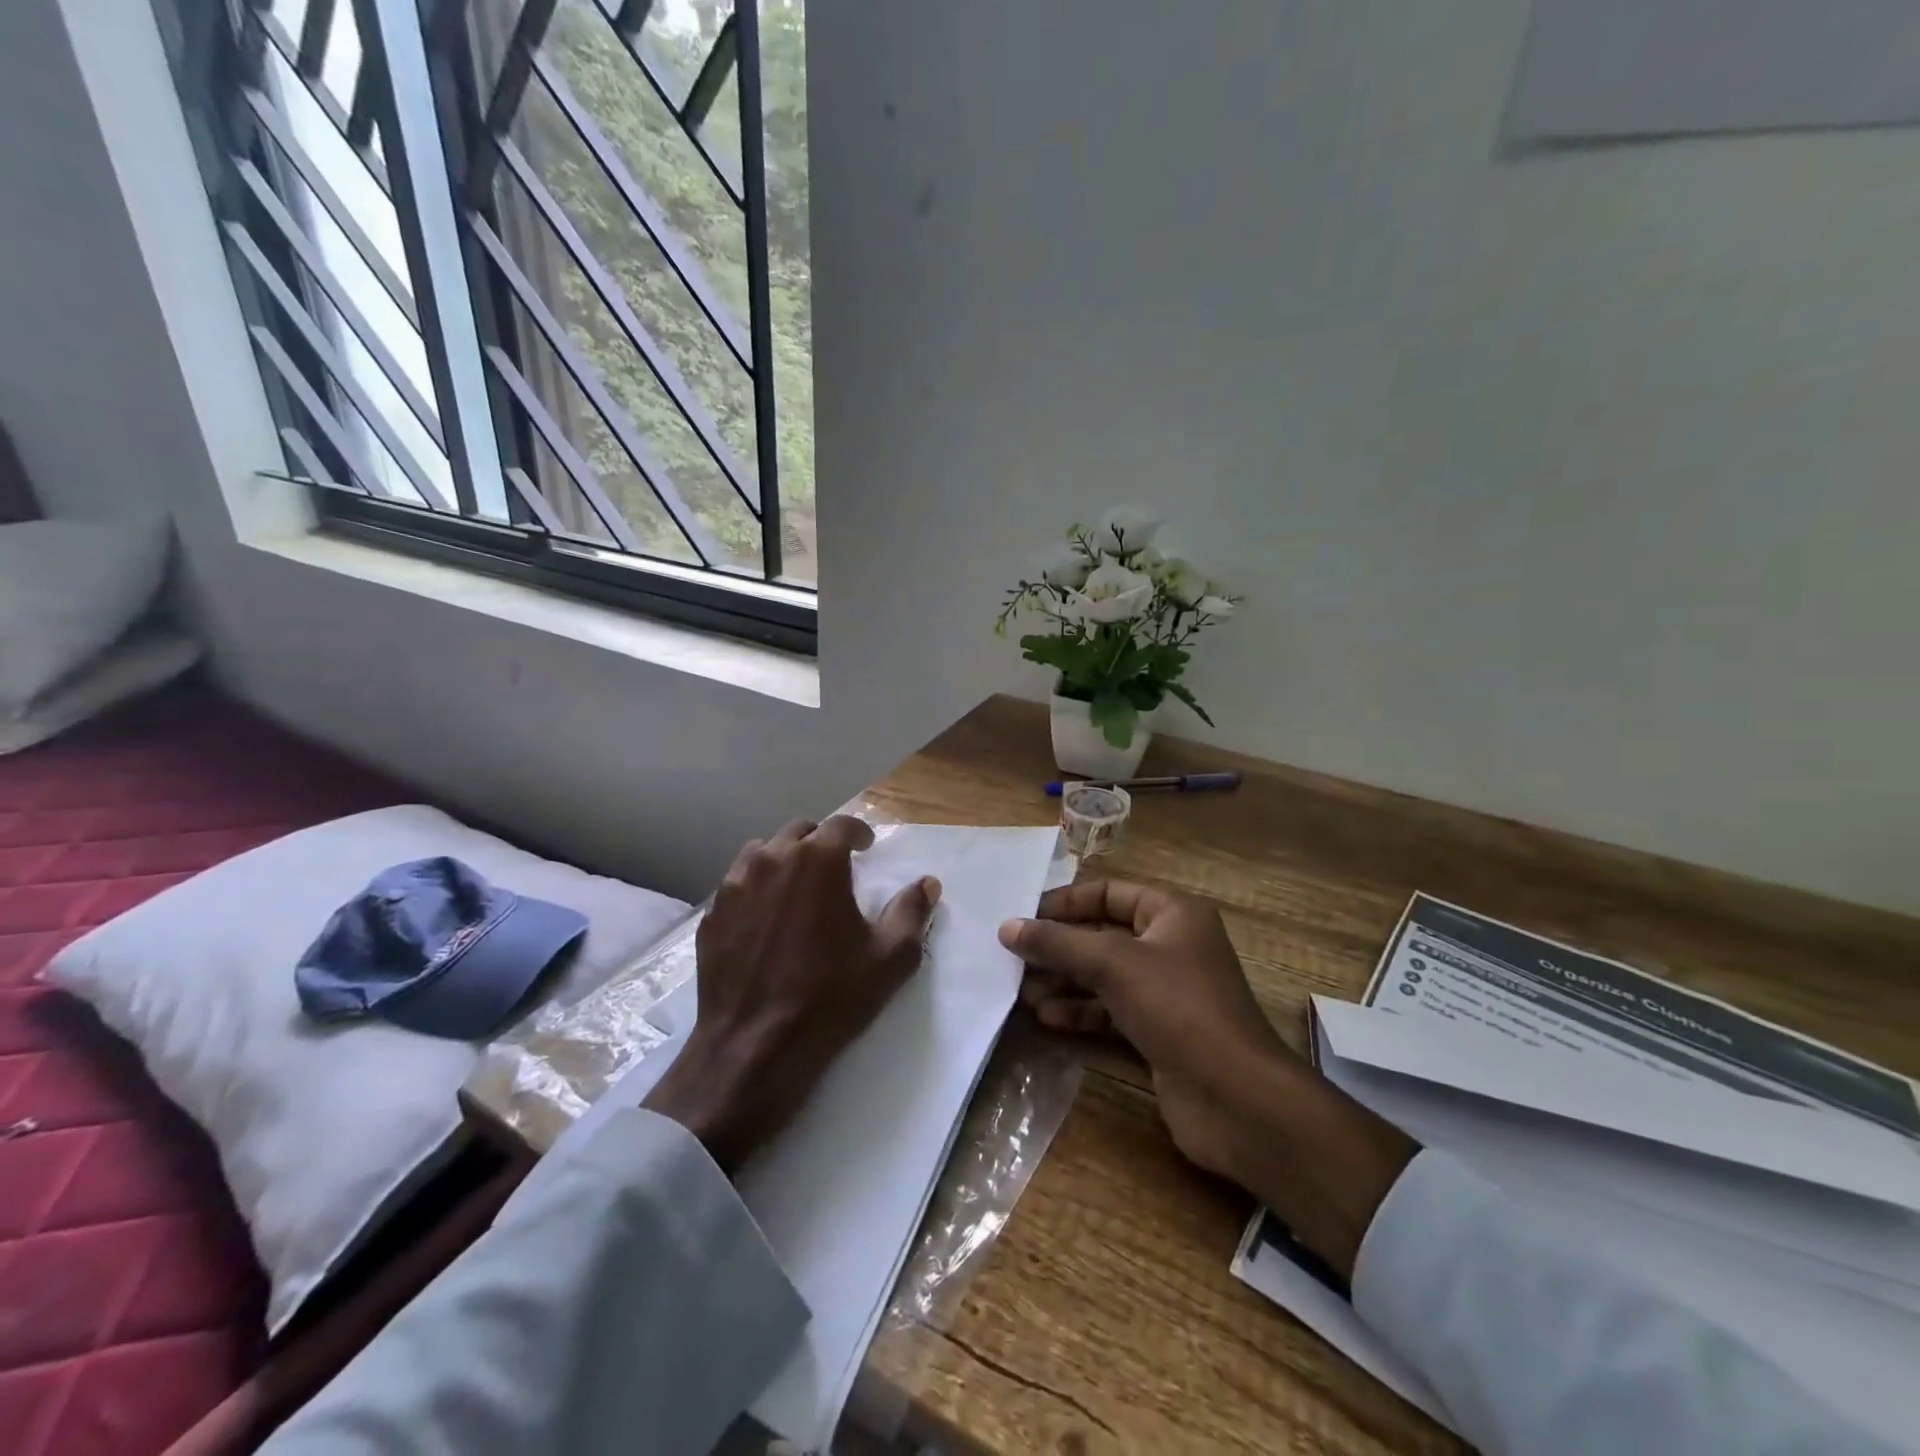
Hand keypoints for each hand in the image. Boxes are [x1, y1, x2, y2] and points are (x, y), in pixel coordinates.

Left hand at [644, 816, 940, 1173]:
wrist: (755, 1047)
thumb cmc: (831, 997)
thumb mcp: (890, 958)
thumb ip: (912, 912)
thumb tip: (927, 883)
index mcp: (817, 861)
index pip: (841, 824)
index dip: (858, 832)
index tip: (867, 847)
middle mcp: (772, 860)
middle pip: (799, 832)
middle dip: (820, 842)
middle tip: (835, 867)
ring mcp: (735, 886)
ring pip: (762, 853)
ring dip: (784, 859)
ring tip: (797, 887)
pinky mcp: (712, 915)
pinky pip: (737, 884)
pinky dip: (756, 887)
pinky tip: (765, 918)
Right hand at [1001, 881, 1416, 1279]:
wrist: (1236, 1098)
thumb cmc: (1178, 1008)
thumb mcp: (1113, 964)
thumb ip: (1058, 943)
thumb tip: (1008, 927)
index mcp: (1173, 914)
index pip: (1109, 893)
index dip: (1066, 902)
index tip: (1023, 916)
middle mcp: (1171, 946)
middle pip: (1103, 936)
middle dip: (1060, 948)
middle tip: (1014, 958)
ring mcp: (1167, 993)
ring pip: (1104, 977)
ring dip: (1065, 982)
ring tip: (1022, 992)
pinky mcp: (1160, 1033)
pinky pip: (1112, 1012)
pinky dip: (1081, 1012)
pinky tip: (1047, 1018)